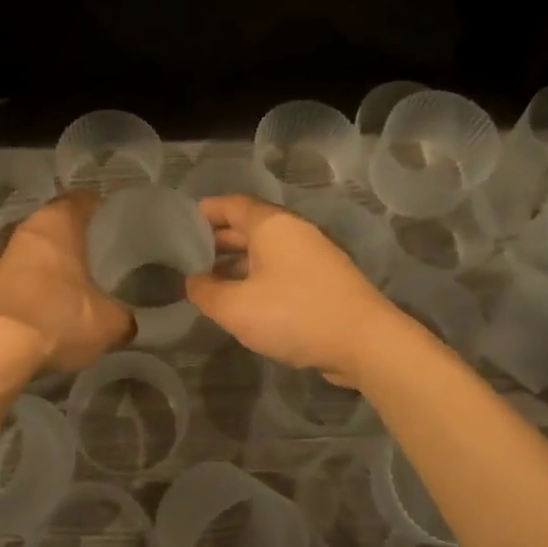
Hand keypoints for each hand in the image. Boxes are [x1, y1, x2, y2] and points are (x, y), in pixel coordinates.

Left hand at [0, 191, 134, 377]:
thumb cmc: (58, 318)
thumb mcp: (109, 323)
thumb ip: (123, 316)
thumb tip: (126, 322)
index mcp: (56, 223)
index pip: (80, 200)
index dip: (97, 207)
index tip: (111, 217)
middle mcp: (23, 231)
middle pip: (52, 226)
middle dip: (72, 239)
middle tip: (96, 254)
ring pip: (31, 254)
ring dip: (48, 266)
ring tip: (72, 284)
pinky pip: (15, 281)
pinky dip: (30, 290)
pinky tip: (46, 309)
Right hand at [185, 194, 397, 385]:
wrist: (364, 342)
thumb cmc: (294, 314)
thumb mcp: (236, 307)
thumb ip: (206, 292)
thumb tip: (192, 281)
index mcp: (272, 225)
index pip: (233, 204)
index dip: (207, 211)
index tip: (183, 222)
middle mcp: (295, 232)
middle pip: (250, 226)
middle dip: (219, 239)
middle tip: (190, 255)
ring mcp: (314, 256)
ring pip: (267, 251)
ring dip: (239, 262)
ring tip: (211, 280)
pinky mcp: (325, 281)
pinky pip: (282, 270)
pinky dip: (259, 277)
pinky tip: (246, 300)